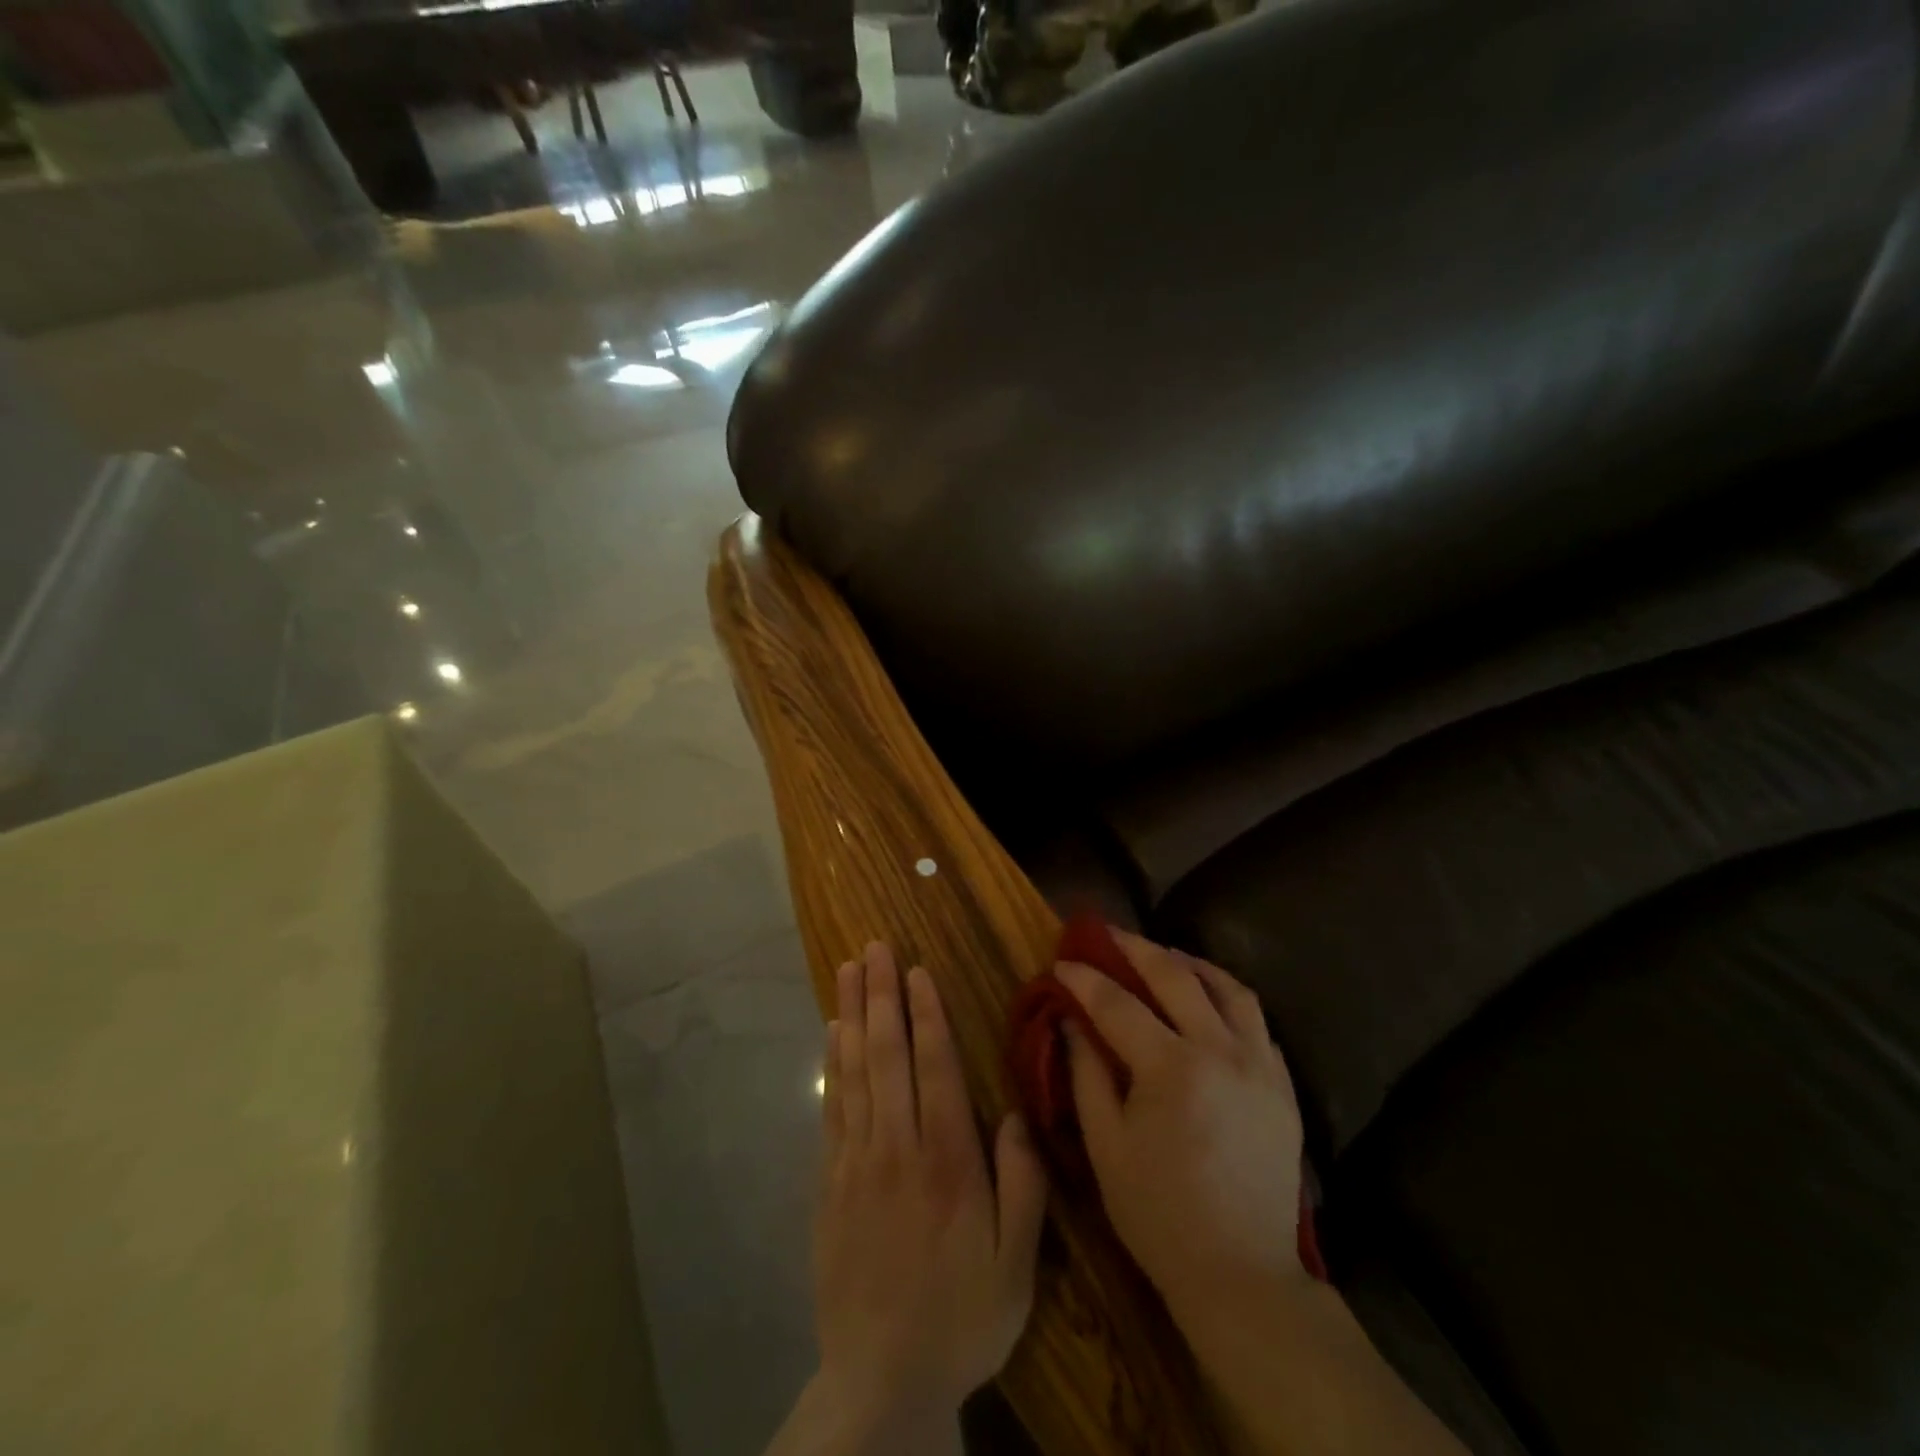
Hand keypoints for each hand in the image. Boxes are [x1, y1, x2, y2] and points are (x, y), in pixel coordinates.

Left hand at [811, 942, 1047, 1437]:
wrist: (881, 1381)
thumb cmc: (960, 1318)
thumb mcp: (1016, 1264)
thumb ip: (1022, 1184)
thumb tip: (1014, 1112)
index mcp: (947, 1160)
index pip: (934, 1066)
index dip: (926, 1013)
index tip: (917, 969)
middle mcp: (897, 1145)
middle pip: (887, 1053)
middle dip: (881, 994)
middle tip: (875, 946)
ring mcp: (857, 1161)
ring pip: (854, 1070)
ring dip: (851, 1014)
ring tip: (848, 969)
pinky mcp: (830, 1182)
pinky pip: (832, 1107)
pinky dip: (832, 1064)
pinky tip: (832, 1034)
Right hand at [1059, 932, 1308, 1329]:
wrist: (1243, 1274)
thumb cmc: (1159, 1215)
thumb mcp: (1106, 1147)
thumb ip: (1086, 1074)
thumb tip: (1071, 1021)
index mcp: (1172, 1069)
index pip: (1118, 1004)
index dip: (1085, 978)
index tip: (1062, 960)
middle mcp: (1221, 1052)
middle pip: (1175, 976)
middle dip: (1134, 948)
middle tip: (1107, 934)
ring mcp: (1260, 1065)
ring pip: (1228, 988)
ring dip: (1190, 963)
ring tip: (1162, 957)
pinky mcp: (1282, 1085)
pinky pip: (1255, 1020)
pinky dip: (1226, 997)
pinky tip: (1207, 1000)